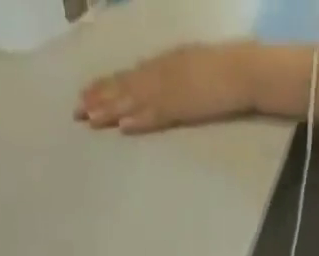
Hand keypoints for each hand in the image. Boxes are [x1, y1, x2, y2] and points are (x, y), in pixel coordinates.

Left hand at [75, 42, 254, 133]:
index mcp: (162, 65)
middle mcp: (160, 74)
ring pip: (133, 100)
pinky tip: (123, 126)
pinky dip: (139, 119)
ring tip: (90, 119)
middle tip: (76, 111)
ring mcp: (170, 90)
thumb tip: (155, 88)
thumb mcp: (190, 69)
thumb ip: (172, 78)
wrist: (242, 70)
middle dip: (98, 98)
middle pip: (123, 87)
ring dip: (110, 110)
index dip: (104, 85)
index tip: (85, 94)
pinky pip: (156, 115)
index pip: (127, 76)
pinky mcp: (182, 107)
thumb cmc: (222, 71)